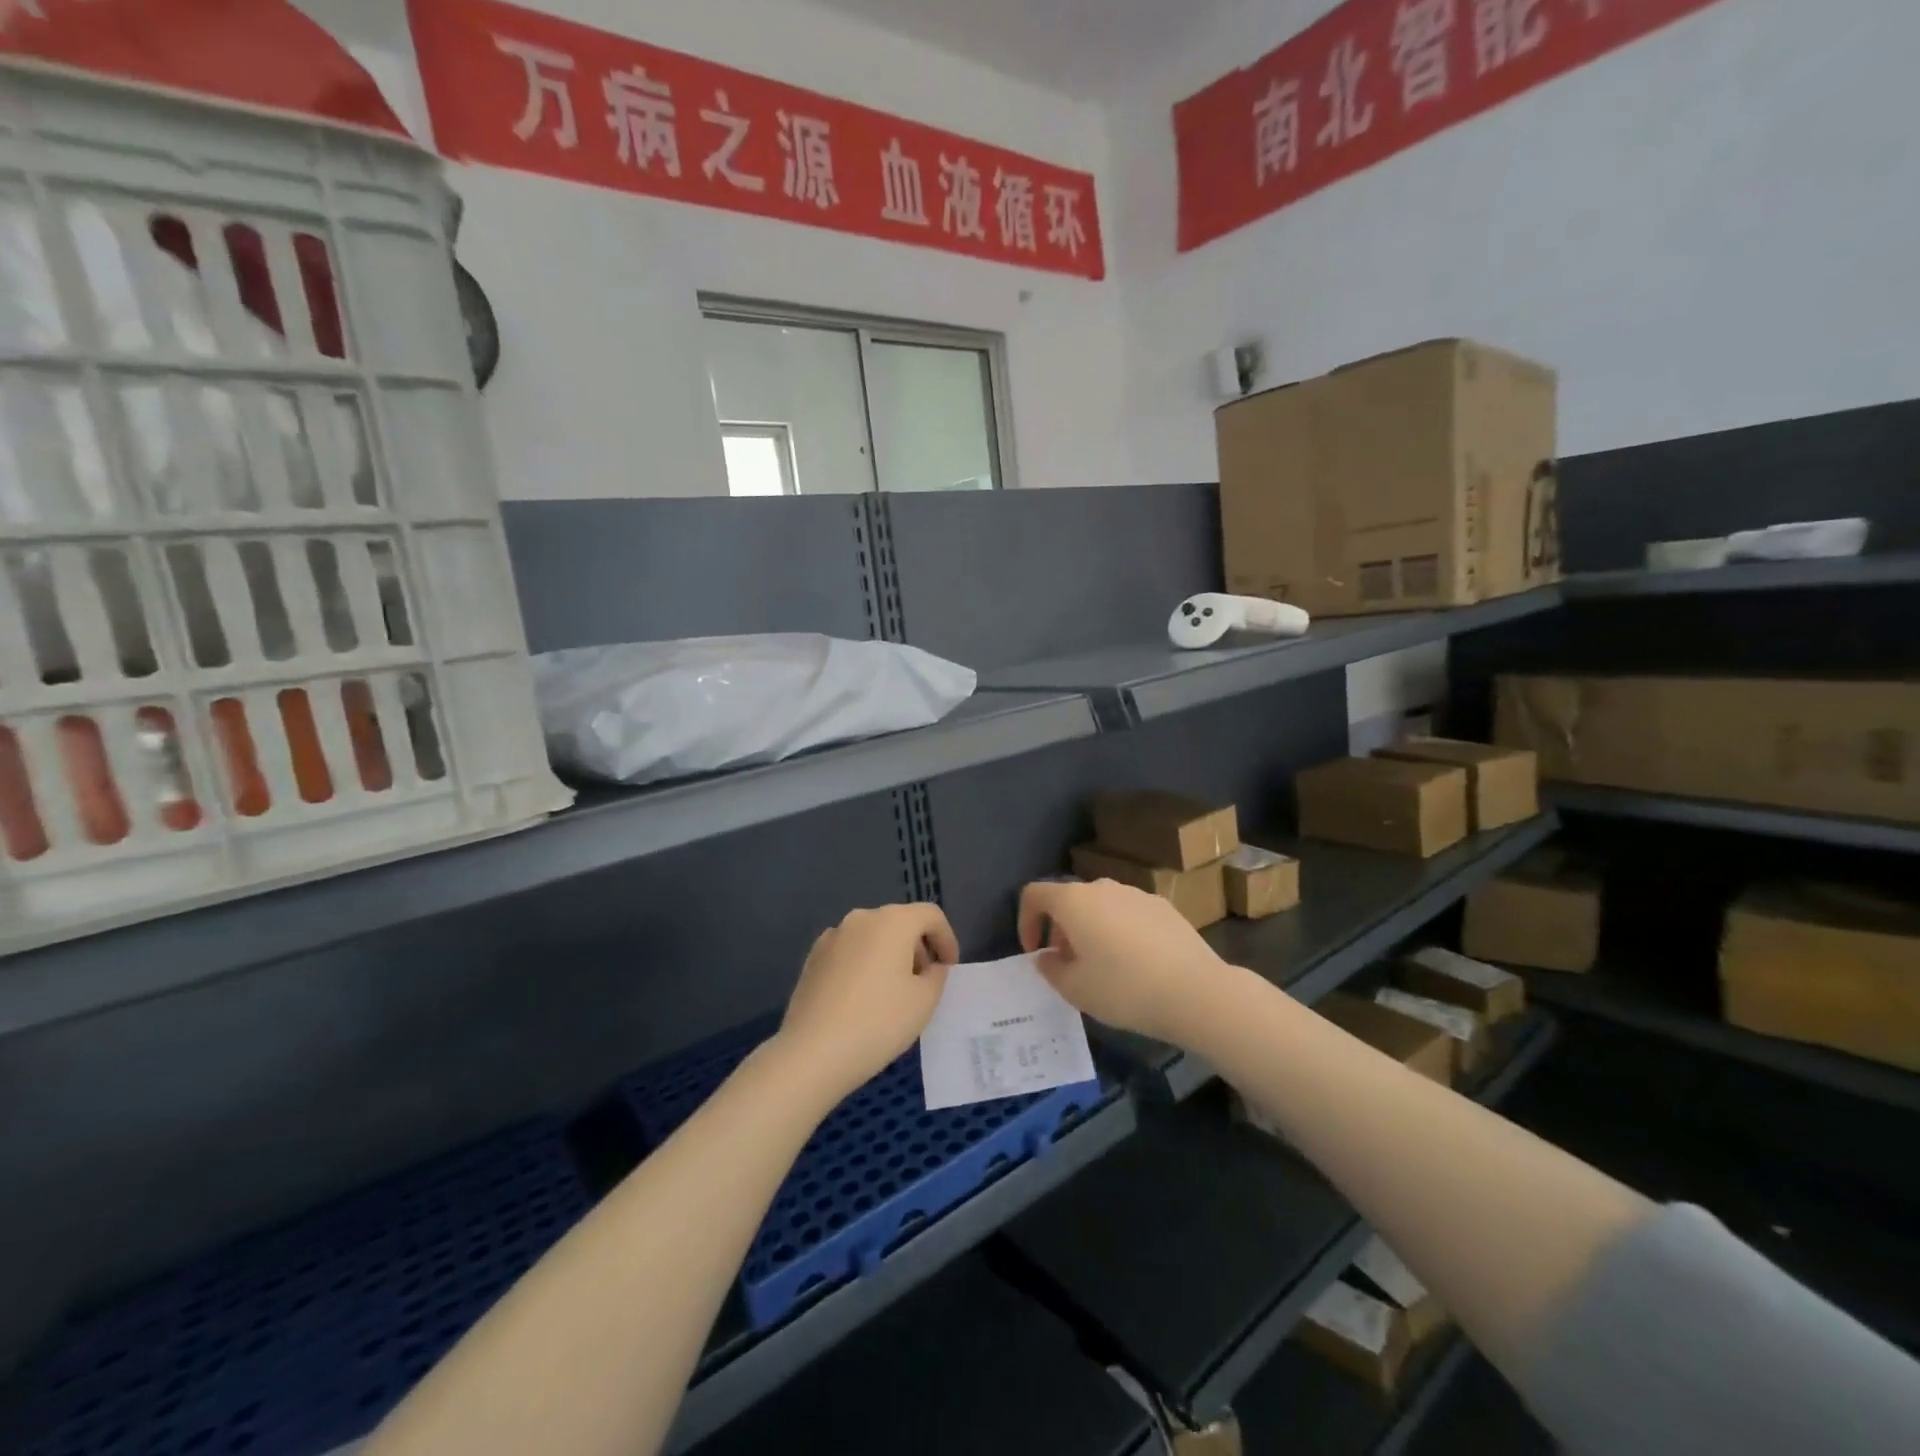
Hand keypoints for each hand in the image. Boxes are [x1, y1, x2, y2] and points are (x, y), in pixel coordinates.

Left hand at [777, 904, 958, 1100]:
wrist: (813, 1052)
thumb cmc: (878, 1022)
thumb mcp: (924, 1001)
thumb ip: (936, 976)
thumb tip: (931, 967)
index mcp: (892, 921)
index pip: (930, 915)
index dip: (947, 938)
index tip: (950, 967)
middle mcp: (860, 919)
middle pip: (899, 922)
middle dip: (918, 947)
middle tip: (925, 982)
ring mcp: (832, 937)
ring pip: (872, 937)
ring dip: (889, 955)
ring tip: (893, 993)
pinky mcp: (812, 958)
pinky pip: (849, 952)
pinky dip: (864, 964)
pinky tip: (862, 998)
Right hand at [1019, 879, 1230, 1045]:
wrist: (1196, 991)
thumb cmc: (1124, 989)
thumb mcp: (1075, 989)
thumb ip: (1051, 969)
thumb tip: (1047, 956)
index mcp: (1074, 901)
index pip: (1034, 894)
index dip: (1025, 921)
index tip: (1034, 952)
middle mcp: (1103, 888)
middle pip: (1069, 900)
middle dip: (1060, 930)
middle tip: (1067, 965)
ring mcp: (1136, 894)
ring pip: (1101, 906)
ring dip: (1091, 930)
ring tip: (1102, 967)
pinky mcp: (1163, 906)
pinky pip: (1128, 914)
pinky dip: (1120, 932)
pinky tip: (1136, 964)